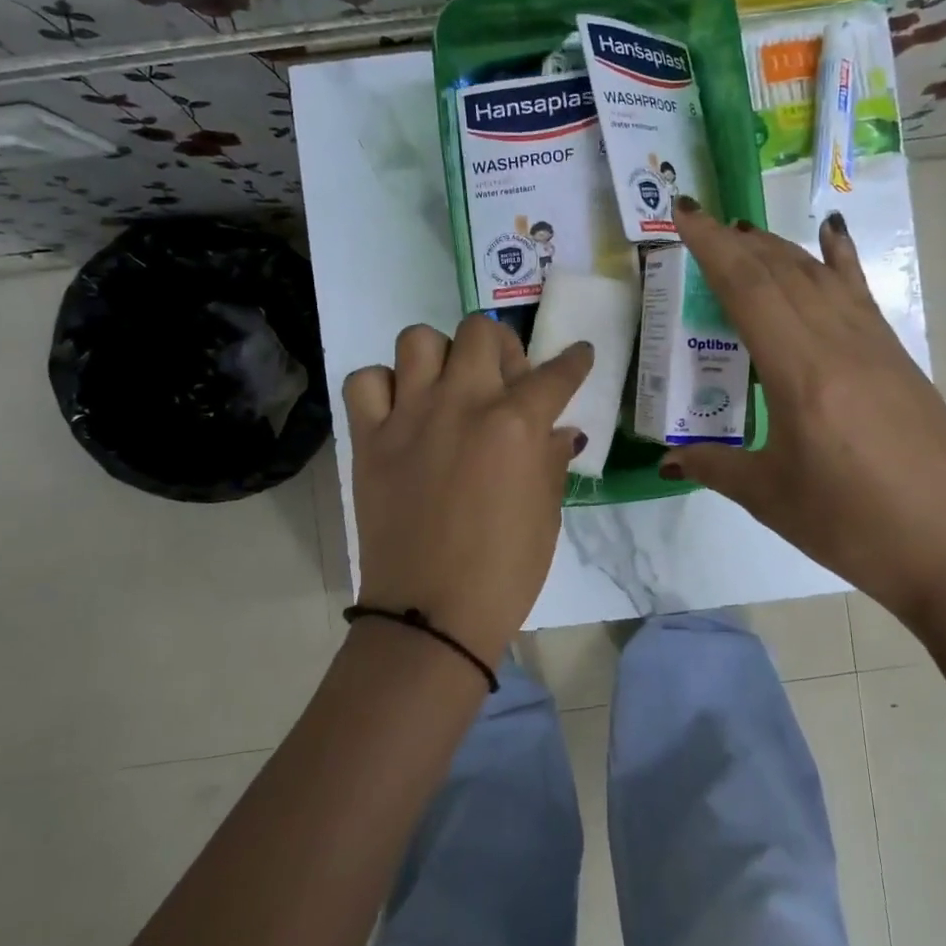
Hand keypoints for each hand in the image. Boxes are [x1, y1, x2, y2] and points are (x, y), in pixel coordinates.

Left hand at [344, 315, 591, 666]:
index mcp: (515, 424)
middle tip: (504, 379)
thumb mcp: (546, 514)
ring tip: (448, 386)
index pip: (556, 374)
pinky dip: (383, 385)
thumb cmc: (504, 571)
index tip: (580, 355)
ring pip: (418, 339)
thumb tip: (558, 431)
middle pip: (480, 331)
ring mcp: (409, 416)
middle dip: (502, 346)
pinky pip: (366, 381)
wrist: (430, 614)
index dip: (575, 361)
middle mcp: (462, 403)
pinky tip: (401, 409)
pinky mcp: (369, 438)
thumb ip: (551, 460)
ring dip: (440, 355)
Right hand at [663, 198, 945, 628]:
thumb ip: (714, 466)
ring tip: (746, 233)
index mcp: (800, 372)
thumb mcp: (770, 497)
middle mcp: (839, 344)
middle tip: (703, 223)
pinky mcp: (900, 359)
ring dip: (779, 248)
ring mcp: (876, 347)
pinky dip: (839, 261)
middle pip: (782, 272)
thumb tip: (668, 459)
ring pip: (820, 277)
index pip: (749, 289)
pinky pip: (859, 295)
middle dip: (738, 241)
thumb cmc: (852, 527)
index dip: (712, 246)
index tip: (685, 212)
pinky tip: (833, 236)